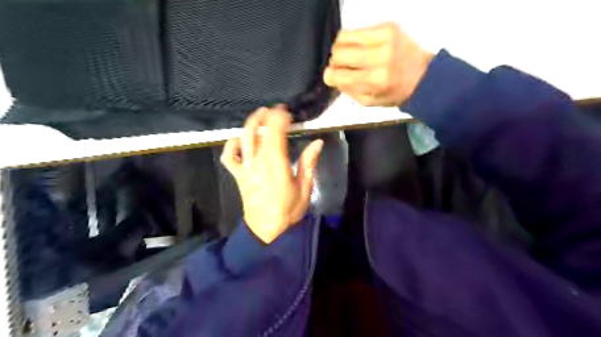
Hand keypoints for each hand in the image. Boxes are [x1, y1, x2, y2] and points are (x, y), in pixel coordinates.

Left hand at [220, 107, 323, 241]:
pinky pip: (229, 158)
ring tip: (258, 116)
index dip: (279, 118)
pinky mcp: (238, 176)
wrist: (266, 230)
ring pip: (242, 140)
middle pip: (256, 132)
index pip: (275, 134)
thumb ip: (309, 163)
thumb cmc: (288, 210)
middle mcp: (258, 163)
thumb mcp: (304, 188)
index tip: (287, 112)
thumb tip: (317, 142)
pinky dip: (231, 146)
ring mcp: (245, 169)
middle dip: (264, 116)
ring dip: (249, 124)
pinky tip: (239, 140)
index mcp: (276, 165)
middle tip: (273, 109)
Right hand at [324, 21, 431, 106]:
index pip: (339, 74)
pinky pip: (356, 30)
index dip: (330, 76)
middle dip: (335, 62)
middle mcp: (380, 56)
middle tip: (343, 67)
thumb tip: (329, 75)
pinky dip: (353, 40)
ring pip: (343, 37)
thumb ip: (346, 89)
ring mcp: (385, 38)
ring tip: (350, 56)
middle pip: (338, 53)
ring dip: (341, 48)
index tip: (332, 77)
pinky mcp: (387, 26)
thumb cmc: (393, 93)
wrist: (422, 76)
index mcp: (376, 80)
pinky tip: (360, 48)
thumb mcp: (368, 101)